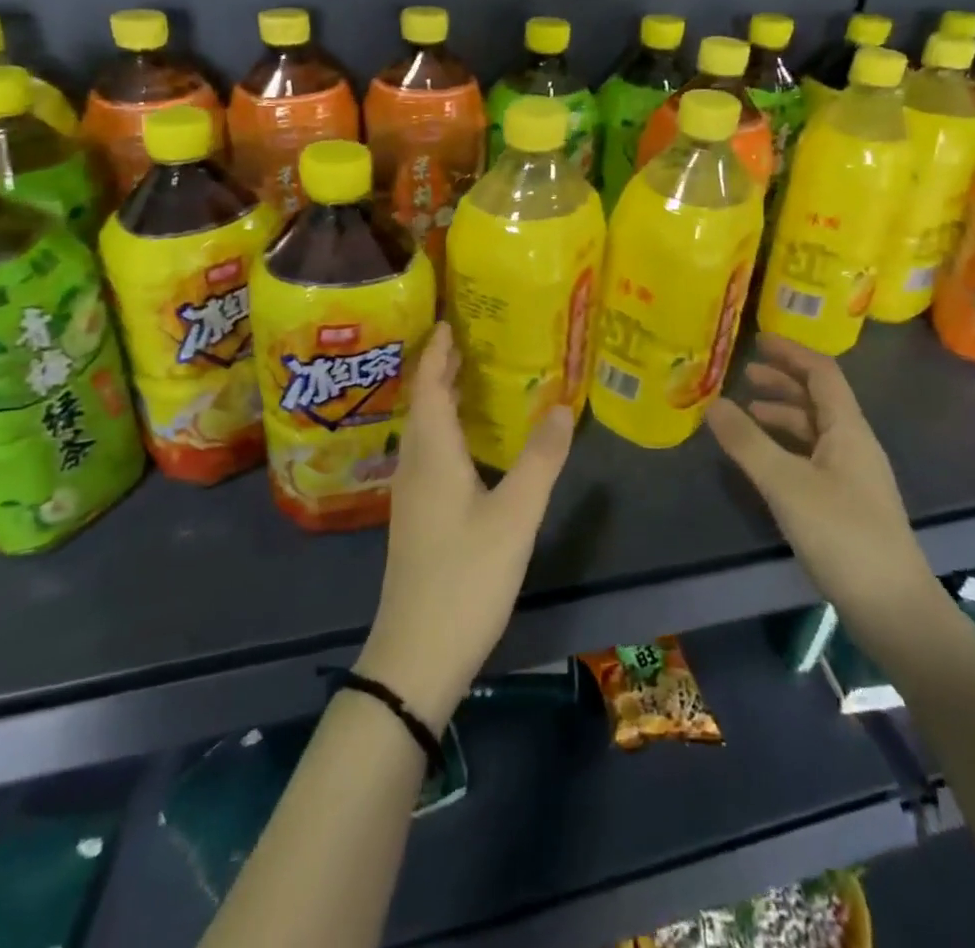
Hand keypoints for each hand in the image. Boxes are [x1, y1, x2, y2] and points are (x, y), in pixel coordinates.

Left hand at [357, 322, 574, 727]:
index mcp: (432, 453)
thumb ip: (540, 459)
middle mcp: (415, 464)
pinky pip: (430, 453)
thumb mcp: (515, 516)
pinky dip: (447, 430)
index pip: (430, 384)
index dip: (439, 350)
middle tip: (475, 340)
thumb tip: (563, 405)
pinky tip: (471, 443)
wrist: (416, 654)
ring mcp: (412, 494)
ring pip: (425, 429)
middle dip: (443, 368)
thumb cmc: (466, 577)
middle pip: (424, 402)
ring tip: (476, 379)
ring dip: (444, 398)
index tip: (453, 319)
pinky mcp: (417, 517)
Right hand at [707, 334, 939, 642]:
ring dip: (782, 413)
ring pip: (814, 429)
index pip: (821, 373)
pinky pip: (811, 455)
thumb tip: (712, 403)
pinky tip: (763, 459)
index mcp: (848, 429)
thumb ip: (747, 442)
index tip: (757, 339)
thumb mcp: (786, 484)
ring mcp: (852, 475)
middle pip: (818, 398)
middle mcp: (853, 444)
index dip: (791, 352)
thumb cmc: (842, 535)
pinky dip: (785, 445)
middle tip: (743, 375)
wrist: (892, 607)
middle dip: (782, 381)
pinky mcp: (845, 502)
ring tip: (746, 412)